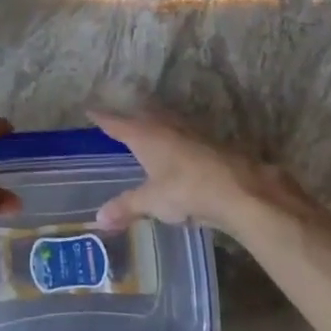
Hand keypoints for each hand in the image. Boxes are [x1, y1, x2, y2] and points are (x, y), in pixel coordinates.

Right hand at [90, 108, 316, 234]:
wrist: (239, 190)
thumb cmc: (185, 190)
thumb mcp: (151, 201)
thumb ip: (125, 207)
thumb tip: (98, 220)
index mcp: (146, 136)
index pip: (117, 124)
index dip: (103, 118)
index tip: (90, 110)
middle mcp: (166, 128)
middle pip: (144, 116)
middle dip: (131, 117)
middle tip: (120, 120)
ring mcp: (191, 134)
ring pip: (167, 124)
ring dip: (156, 125)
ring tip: (148, 131)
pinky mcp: (211, 145)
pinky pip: (185, 137)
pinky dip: (176, 140)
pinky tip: (179, 151)